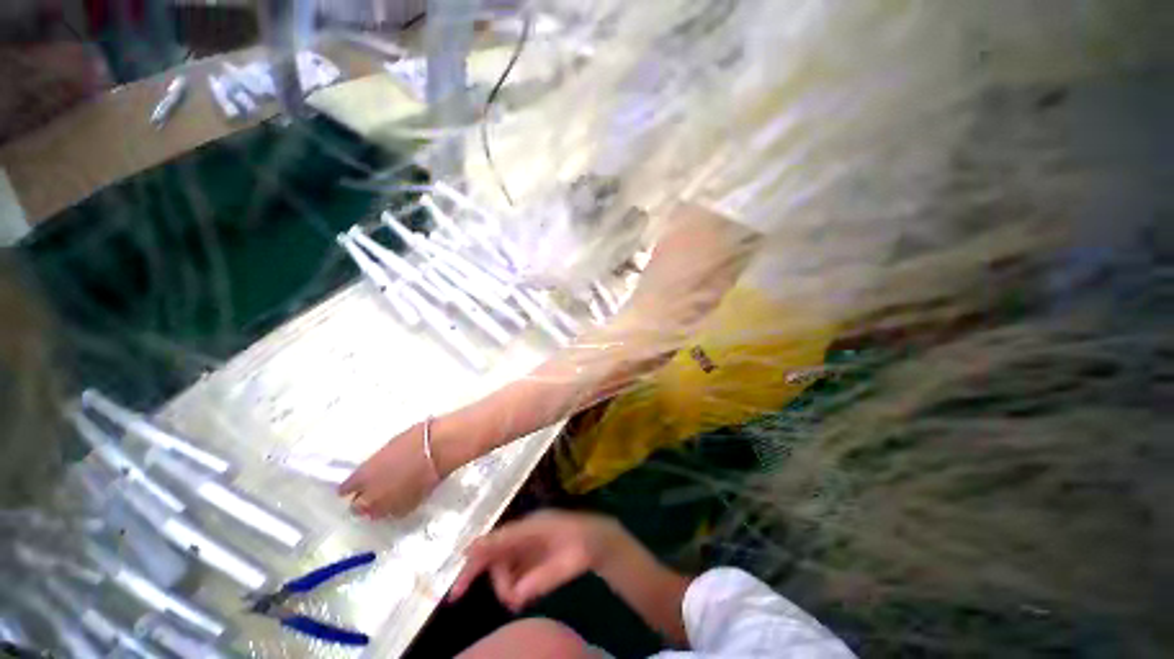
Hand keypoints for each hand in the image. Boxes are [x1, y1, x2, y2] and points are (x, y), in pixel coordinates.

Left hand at [338, 421, 439, 518]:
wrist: (441, 448)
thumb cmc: (416, 438)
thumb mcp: (389, 447)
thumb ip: (376, 464)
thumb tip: (375, 471)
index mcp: (362, 475)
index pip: (345, 489)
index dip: (350, 487)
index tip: (354, 484)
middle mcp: (370, 495)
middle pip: (357, 507)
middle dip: (361, 501)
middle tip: (369, 494)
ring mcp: (389, 504)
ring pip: (375, 514)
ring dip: (377, 507)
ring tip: (385, 498)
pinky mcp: (408, 508)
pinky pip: (394, 513)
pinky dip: (394, 508)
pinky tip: (401, 498)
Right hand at [448, 511, 625, 610]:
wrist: (599, 539)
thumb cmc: (583, 547)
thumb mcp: (565, 564)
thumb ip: (540, 578)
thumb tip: (514, 596)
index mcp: (532, 527)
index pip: (499, 539)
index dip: (479, 553)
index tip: (460, 564)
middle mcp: (526, 531)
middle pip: (496, 552)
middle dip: (486, 575)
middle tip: (460, 596)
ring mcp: (528, 541)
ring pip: (503, 563)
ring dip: (503, 584)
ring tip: (517, 600)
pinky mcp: (531, 551)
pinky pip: (513, 567)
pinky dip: (511, 582)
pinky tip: (520, 594)